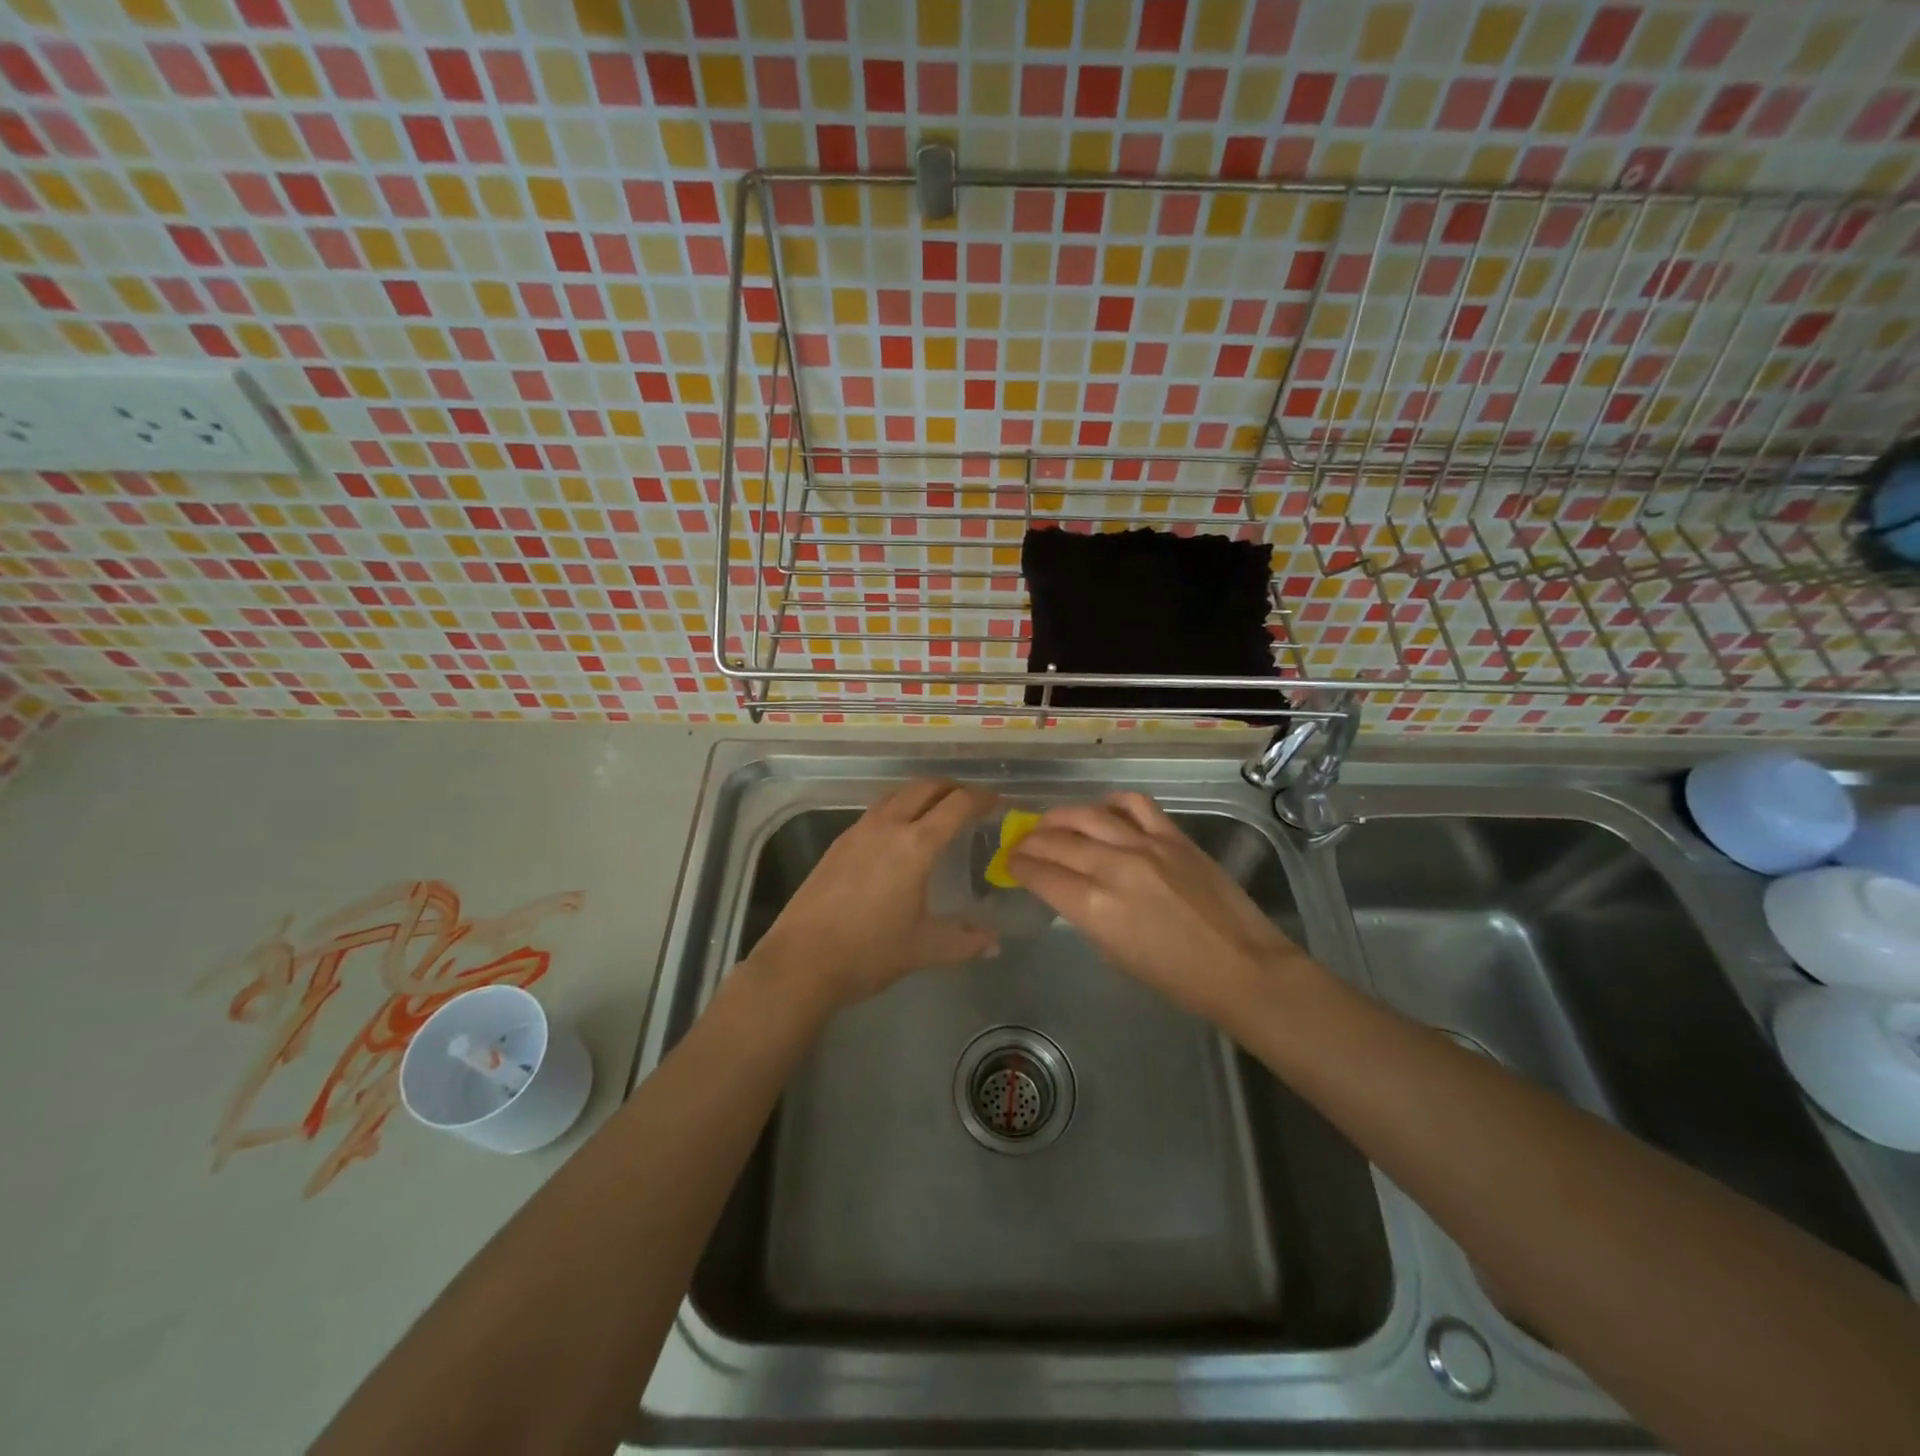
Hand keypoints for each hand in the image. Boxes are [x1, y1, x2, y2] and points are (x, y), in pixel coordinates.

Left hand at [746, 780, 999, 1011]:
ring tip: (937, 811)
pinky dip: (898, 808)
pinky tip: (899, 835)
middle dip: (952, 788)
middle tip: (971, 802)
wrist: (802, 961)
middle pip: (925, 787)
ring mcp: (858, 831)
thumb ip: (964, 941)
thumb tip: (993, 945)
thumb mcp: (924, 948)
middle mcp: (888, 826)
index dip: (981, 798)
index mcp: (916, 844)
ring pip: (897, 794)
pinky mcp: (838, 843)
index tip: (997, 802)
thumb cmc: (870, 952)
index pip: (957, 804)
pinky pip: (877, 810)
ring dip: (922, 793)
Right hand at [1009, 792, 1311, 1021]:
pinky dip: (1112, 802)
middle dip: (1031, 841)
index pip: (1041, 873)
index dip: (1019, 865)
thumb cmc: (1175, 978)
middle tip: (1022, 843)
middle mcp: (1114, 867)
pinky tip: (1103, 810)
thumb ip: (1086, 914)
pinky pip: (1134, 804)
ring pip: (1089, 814)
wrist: (1241, 967)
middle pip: (1057, 840)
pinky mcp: (1174, 835)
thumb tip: (1071, 889)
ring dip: (1061, 817)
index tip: (1011, 863)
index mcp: (1095, 906)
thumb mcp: (1114, 953)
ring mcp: (1146, 845)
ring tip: (1051, 822)